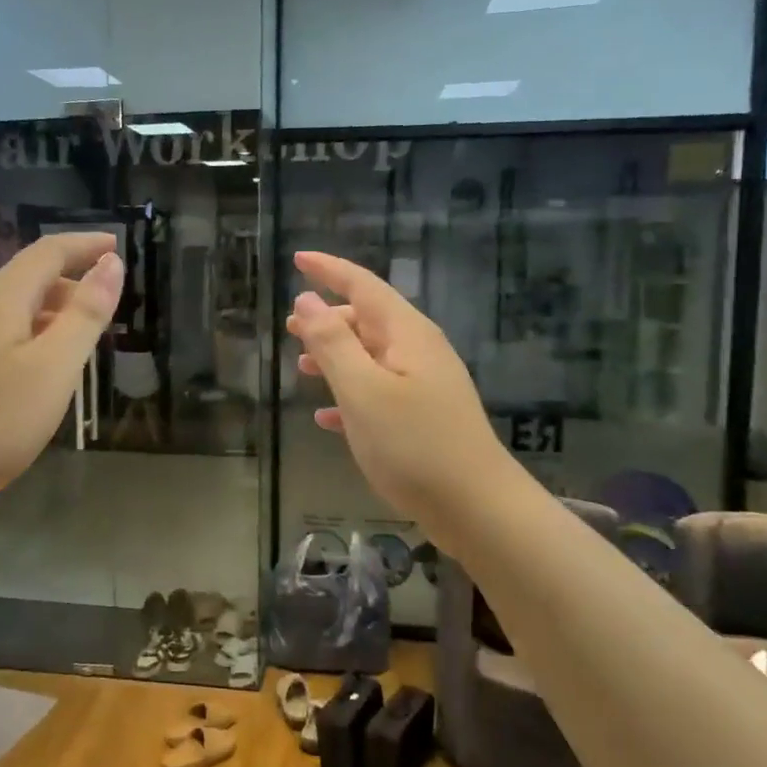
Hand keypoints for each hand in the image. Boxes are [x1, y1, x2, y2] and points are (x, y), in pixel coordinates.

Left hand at [0, 232, 122, 515]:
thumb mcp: (54, 367)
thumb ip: (85, 314)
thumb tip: (111, 263)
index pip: (47, 252)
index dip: (85, 244)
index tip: (117, 245)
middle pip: (27, 278)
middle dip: (71, 282)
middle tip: (107, 306)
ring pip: (11, 309)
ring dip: (51, 312)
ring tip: (80, 339)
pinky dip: (29, 335)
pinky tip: (38, 370)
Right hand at [286, 250, 514, 539]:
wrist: (477, 508)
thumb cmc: (414, 446)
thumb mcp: (362, 391)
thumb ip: (332, 343)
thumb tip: (306, 300)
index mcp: (406, 334)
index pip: (363, 285)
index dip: (329, 270)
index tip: (298, 258)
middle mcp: (419, 350)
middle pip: (368, 319)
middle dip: (328, 319)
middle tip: (289, 328)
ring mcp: (426, 384)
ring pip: (372, 356)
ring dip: (336, 357)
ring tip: (302, 369)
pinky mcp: (426, 417)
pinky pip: (380, 392)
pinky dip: (351, 394)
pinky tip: (327, 419)